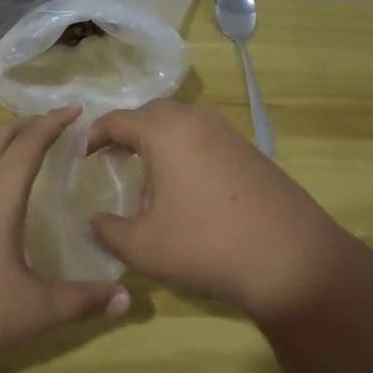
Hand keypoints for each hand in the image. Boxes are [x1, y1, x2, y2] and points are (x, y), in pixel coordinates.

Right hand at [86, 99, 366, 323]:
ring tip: (146, 174)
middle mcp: (196, 120)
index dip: (93, 135)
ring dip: (158, 140)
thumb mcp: (142, 246)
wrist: (291, 259)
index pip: (117, 119)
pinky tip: (185, 187)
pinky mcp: (250, 151)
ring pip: (181, 123)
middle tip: (110, 158)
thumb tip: (93, 220)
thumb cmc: (206, 245)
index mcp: (165, 132)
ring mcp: (228, 133)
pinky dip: (184, 151)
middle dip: (126, 131)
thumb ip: (107, 230)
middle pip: (151, 113)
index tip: (81, 155)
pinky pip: (204, 138)